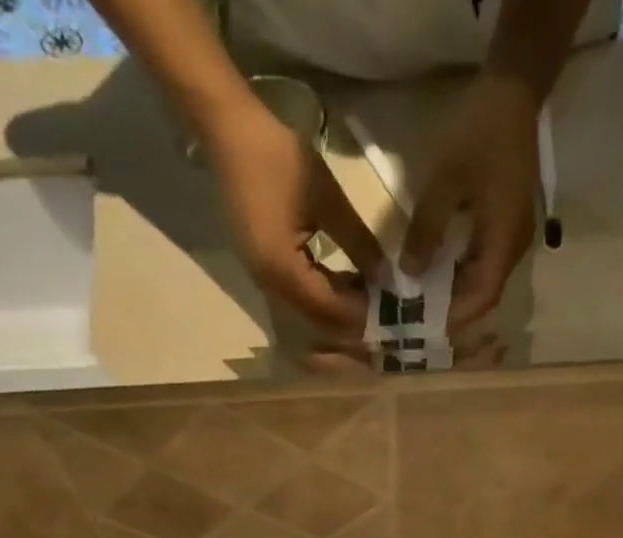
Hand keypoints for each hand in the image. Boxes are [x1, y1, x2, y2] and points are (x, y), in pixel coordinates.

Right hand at [203, 99, 386, 335]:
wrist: (229, 131)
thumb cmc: (278, 157)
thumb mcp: (327, 198)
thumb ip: (358, 242)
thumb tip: (386, 276)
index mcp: (282, 270)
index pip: (330, 308)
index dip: (361, 313)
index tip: (392, 310)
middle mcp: (270, 285)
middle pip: (318, 319)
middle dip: (352, 320)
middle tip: (386, 313)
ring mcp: (264, 280)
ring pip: (309, 311)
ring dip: (339, 310)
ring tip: (371, 300)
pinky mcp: (264, 270)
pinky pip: (299, 297)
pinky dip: (325, 296)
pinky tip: (347, 285)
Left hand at [403, 72, 539, 330]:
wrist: (512, 90)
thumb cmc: (479, 132)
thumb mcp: (445, 179)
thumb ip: (427, 229)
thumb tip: (408, 274)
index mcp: (505, 241)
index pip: (483, 296)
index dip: (455, 316)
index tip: (424, 325)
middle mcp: (513, 248)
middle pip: (483, 294)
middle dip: (451, 309)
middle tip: (416, 317)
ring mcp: (511, 238)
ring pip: (482, 279)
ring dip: (453, 292)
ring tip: (420, 299)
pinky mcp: (504, 226)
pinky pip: (482, 261)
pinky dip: (458, 272)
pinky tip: (433, 270)